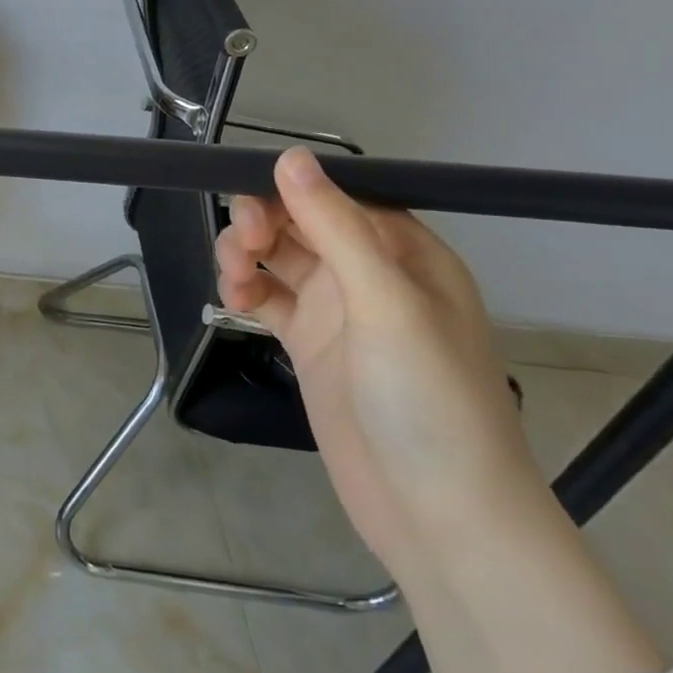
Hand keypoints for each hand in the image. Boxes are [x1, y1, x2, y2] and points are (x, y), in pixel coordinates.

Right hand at [219, 149, 670, 672]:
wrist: (440, 517)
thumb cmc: (429, 399)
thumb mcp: (384, 303)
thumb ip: (334, 226)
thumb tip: (290, 155)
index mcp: (406, 253)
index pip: (337, 196)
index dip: (290, 189)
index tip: (247, 197)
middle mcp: (370, 274)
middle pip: (300, 222)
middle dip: (262, 223)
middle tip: (243, 246)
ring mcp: (339, 312)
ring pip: (278, 257)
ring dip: (246, 255)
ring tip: (232, 278)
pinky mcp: (311, 346)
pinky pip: (268, 299)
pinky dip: (245, 292)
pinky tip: (232, 302)